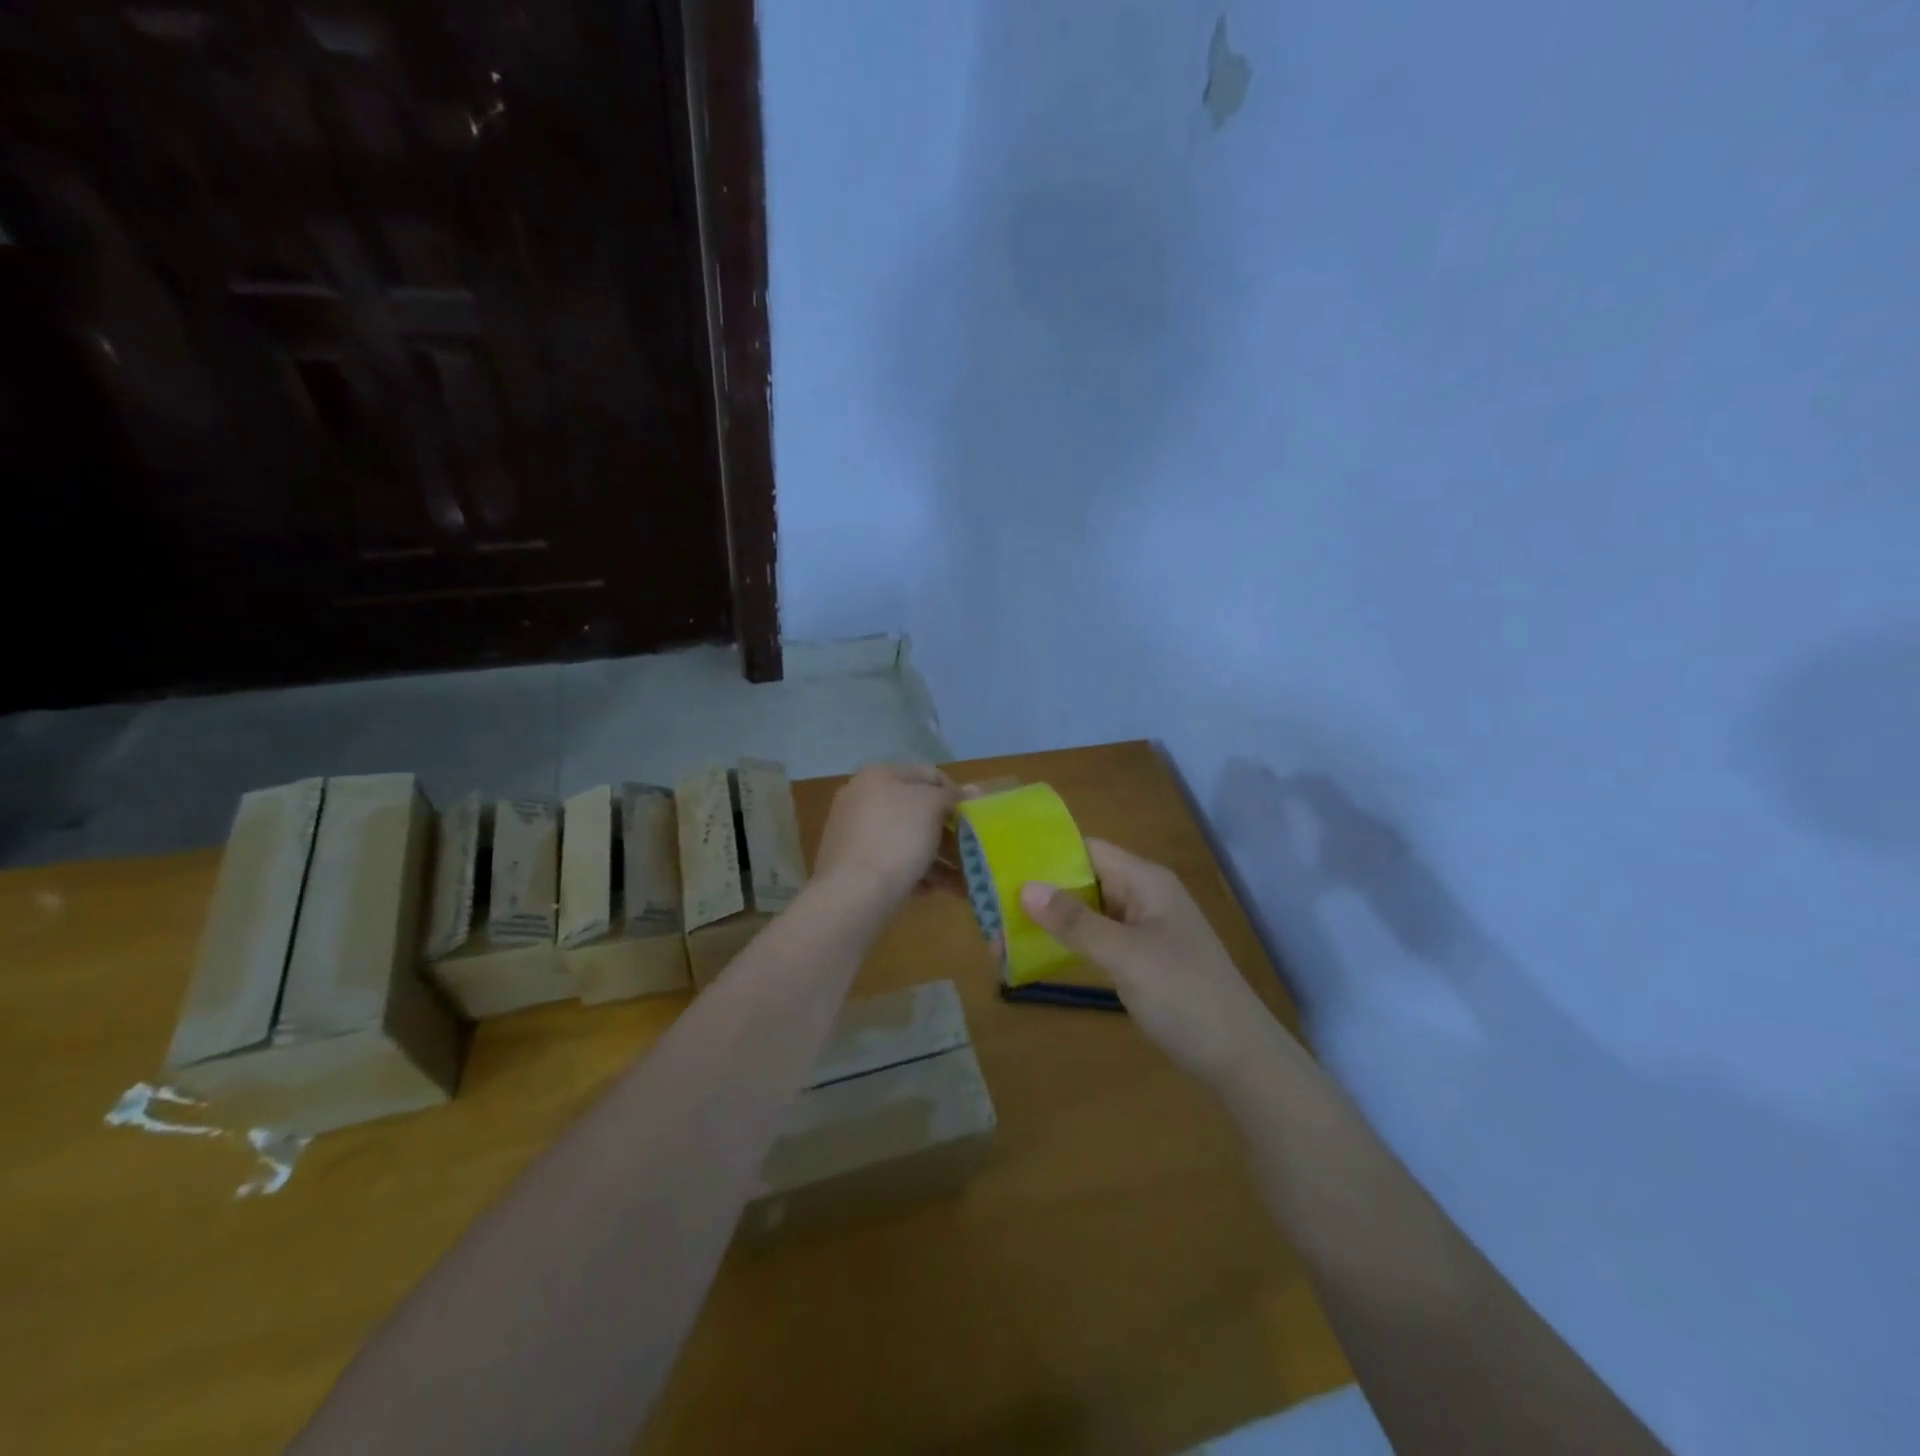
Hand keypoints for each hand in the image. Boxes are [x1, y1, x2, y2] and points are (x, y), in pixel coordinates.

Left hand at [813, 763, 961, 906]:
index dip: (955, 792)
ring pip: (906, 839)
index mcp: (878, 775)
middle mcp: (862, 798)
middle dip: (947, 831)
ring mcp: (854, 832)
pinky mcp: (851, 864)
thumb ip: (951, 795)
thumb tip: (972, 789)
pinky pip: (891, 862)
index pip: (928, 774)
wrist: (853, 892)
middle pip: (916, 810)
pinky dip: (913, 873)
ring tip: (962, 881)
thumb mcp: (931, 806)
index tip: (973, 816)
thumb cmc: (897, 837)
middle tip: (970, 850)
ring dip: (937, 858)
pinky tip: (930, 891)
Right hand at [1020, 839, 1289, 1086]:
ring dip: (1049, 922)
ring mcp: (1143, 929)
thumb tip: (1025, 887)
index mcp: (1146, 881)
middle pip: (1083, 880)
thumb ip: (1075, 922)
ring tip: (1000, 937)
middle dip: (1040, 893)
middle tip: (990, 911)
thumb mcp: (1125, 956)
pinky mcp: (1141, 959)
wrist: (1240, 1060)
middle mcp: (1144, 896)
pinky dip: (1067, 945)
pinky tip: (1034, 958)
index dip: (1046, 854)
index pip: (1088, 849)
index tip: (1001, 867)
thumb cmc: (1185, 996)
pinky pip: (1097, 940)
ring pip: (1087, 913)